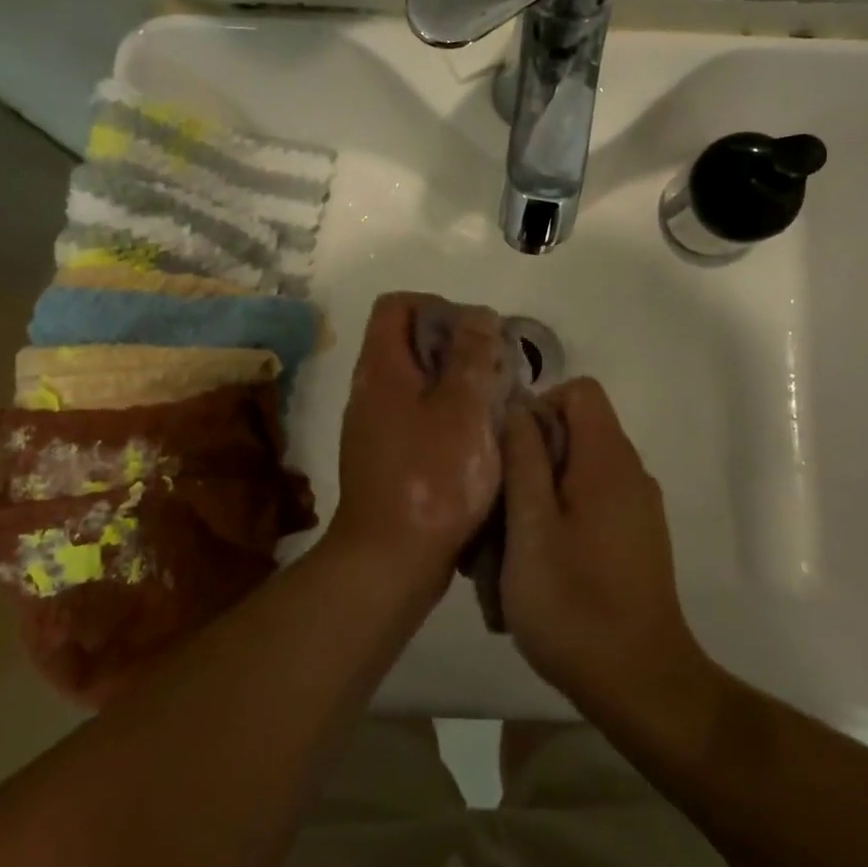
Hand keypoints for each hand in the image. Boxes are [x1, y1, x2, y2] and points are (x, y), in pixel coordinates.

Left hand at [332, 292, 509, 587]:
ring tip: (496, 403)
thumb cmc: (431, 478)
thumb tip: (478, 316)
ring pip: (419, 381)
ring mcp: (376, 425)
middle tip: (496, 369)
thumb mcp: (463, 408)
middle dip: (457, 346)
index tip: (476, 332)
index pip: (397, 305)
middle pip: (410, 341)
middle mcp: (371, 389)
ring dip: (458, 383)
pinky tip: (480, 439)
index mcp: (381, 368)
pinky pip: (419, 416)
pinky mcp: (388, 457)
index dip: (437, 306)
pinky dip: (450, 415)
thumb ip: (473, 356)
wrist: (390, 560)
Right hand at [501, 379, 708, 716]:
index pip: (580, 390)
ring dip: (541, 494)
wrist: (642, 685)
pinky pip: (593, 503)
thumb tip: (518, 406)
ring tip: (511, 546)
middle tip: (500, 507)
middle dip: (532, 456)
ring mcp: (639, 508)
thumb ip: (524, 460)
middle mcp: (631, 473)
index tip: (510, 453)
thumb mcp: (531, 529)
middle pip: (577, 430)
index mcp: (608, 461)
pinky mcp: (638, 538)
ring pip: (579, 471)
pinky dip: (562, 518)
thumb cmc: (575, 605)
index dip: (540, 407)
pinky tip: (541, 566)